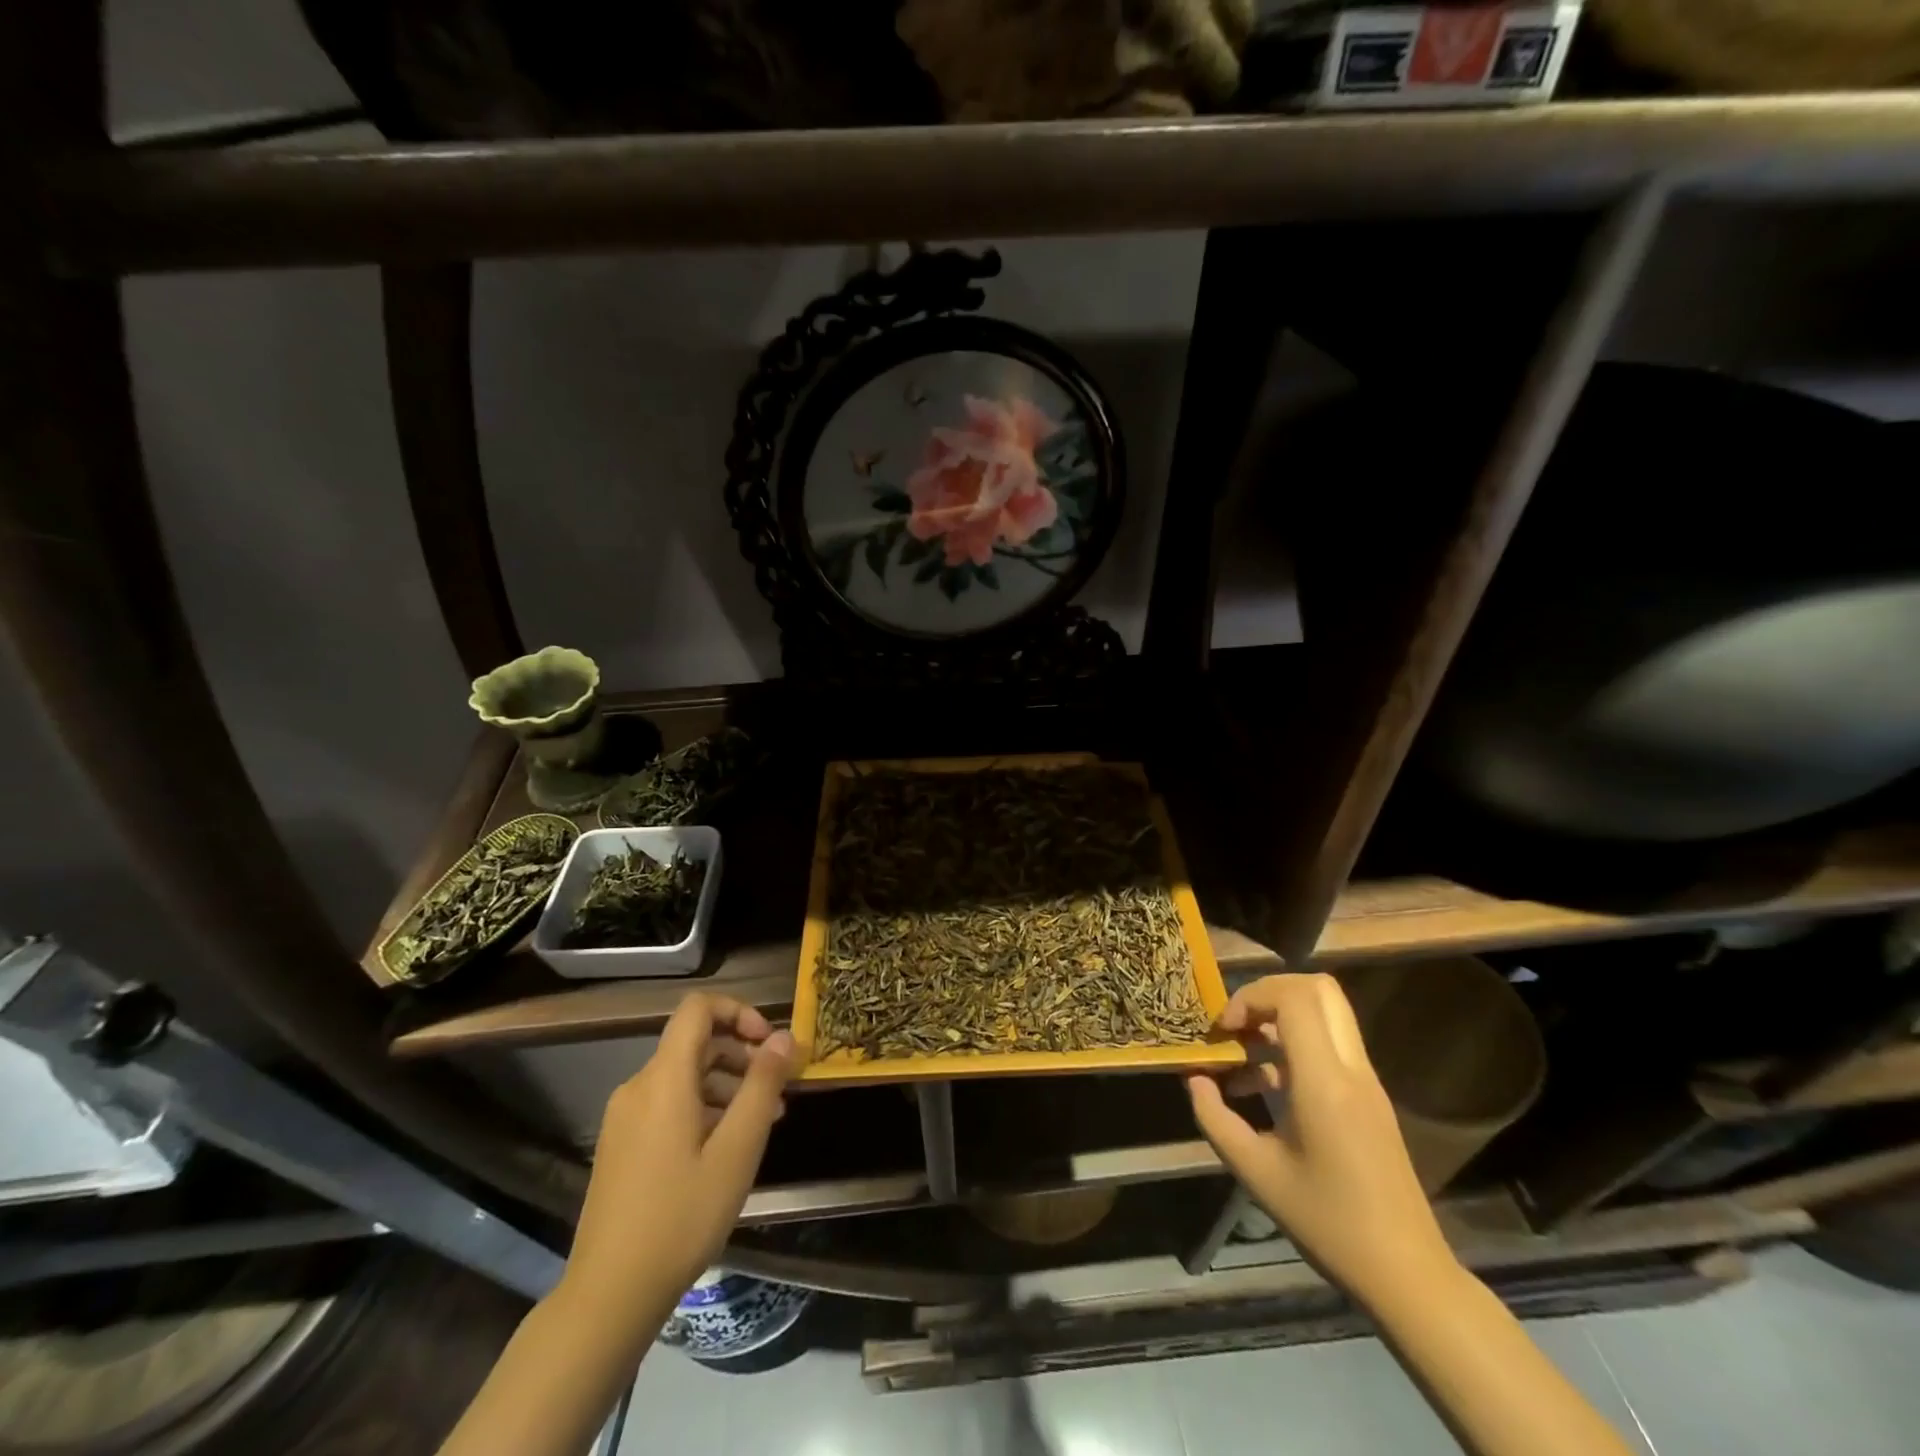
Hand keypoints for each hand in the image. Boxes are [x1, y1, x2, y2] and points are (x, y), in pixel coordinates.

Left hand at [564, 994, 795, 1321]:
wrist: (608, 1295)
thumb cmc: (682, 1216)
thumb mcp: (737, 1149)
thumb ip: (763, 1086)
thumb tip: (783, 1037)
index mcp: (663, 1078)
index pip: (698, 1009)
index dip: (738, 1012)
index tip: (769, 1043)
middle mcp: (638, 1086)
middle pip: (694, 1042)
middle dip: (741, 1054)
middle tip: (778, 1088)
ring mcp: (624, 1118)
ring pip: (684, 1076)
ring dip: (727, 1084)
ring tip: (763, 1121)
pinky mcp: (621, 1145)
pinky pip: (668, 1104)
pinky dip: (703, 1107)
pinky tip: (727, 1146)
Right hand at [1187, 973, 1455, 1307]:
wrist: (1405, 1273)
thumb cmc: (1327, 1223)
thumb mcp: (1256, 1173)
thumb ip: (1215, 1119)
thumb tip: (1193, 1081)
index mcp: (1324, 1082)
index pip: (1294, 998)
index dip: (1251, 997)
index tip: (1224, 1031)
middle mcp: (1350, 1069)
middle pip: (1318, 988)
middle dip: (1268, 992)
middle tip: (1237, 1024)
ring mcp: (1365, 1081)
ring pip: (1326, 1012)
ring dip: (1280, 1017)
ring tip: (1242, 1053)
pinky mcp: (1369, 1097)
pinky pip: (1330, 1044)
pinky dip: (1294, 1044)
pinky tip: (1262, 1085)